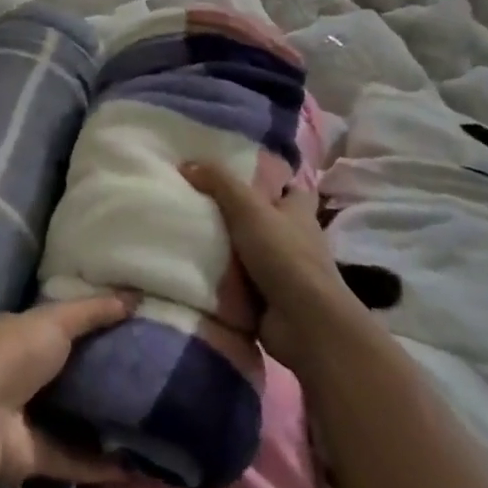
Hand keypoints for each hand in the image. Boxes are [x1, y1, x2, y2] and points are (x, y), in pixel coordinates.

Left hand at [0, 296, 133, 487]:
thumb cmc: (15, 355)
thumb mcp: (55, 321)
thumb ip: (93, 311)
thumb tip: (135, 295)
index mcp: (22, 335)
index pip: (61, 325)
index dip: (93, 325)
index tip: (133, 328)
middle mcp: (23, 374)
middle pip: (70, 373)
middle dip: (104, 375)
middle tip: (151, 376)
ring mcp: (28, 417)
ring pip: (73, 418)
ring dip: (104, 422)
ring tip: (151, 421)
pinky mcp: (35, 456)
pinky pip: (75, 459)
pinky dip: (102, 465)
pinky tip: (137, 464)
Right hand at [181, 161, 364, 375]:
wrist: (303, 323)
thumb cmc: (284, 255)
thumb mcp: (248, 208)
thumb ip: (219, 182)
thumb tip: (186, 163)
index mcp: (298, 212)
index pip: (289, 188)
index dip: (269, 181)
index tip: (235, 176)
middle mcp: (294, 239)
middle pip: (263, 219)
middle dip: (235, 214)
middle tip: (195, 202)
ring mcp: (282, 272)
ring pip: (248, 251)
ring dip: (224, 248)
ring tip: (184, 232)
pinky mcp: (268, 299)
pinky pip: (238, 282)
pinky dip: (221, 278)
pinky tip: (191, 268)